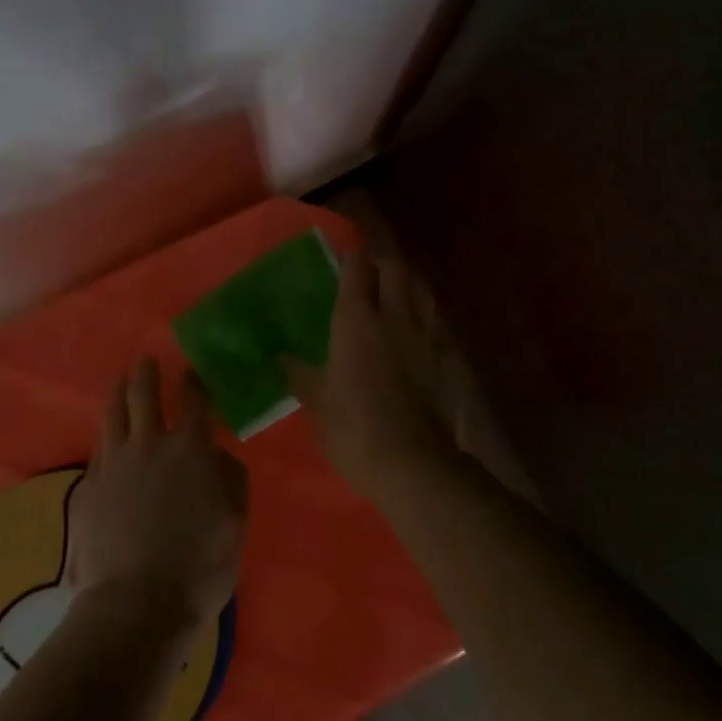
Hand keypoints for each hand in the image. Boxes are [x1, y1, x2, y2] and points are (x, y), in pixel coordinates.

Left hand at [66, 360, 248, 632]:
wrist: (136, 604)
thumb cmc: (198, 566)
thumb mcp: (235, 523)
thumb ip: (232, 480)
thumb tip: (219, 455)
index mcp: (191, 450)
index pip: (194, 402)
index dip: (193, 382)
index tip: (192, 371)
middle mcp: (149, 445)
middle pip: (144, 395)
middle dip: (147, 374)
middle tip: (146, 361)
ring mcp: (113, 464)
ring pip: (113, 415)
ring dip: (118, 393)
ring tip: (120, 382)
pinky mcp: (88, 487)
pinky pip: (98, 448)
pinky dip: (105, 433)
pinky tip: (106, 434)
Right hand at [283, 252, 457, 494]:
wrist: (413, 463)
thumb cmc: (354, 428)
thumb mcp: (317, 402)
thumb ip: (298, 373)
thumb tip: (278, 357)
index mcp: (357, 320)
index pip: (357, 268)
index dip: (349, 258)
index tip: (339, 260)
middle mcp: (393, 315)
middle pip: (394, 267)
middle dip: (380, 262)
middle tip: (365, 273)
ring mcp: (424, 333)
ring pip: (420, 286)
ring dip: (405, 280)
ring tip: (392, 291)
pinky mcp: (444, 354)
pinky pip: (433, 316)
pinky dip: (422, 310)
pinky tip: (413, 326)